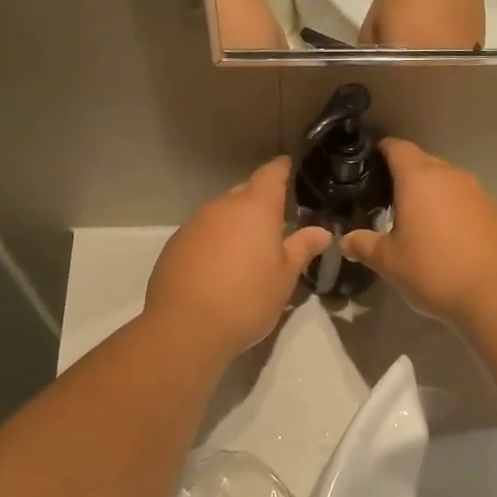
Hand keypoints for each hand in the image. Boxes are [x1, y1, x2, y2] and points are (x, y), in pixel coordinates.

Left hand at [145, 158, 331, 356]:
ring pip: (221, 215)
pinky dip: (214, 243)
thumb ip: (302, 248)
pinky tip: (219, 270)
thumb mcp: (285, 277)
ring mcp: (194, 225)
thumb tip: (322, 231)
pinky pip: (202, 234)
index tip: (290, 168)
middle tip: (276, 224)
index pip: (271, 174)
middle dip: (260, 203)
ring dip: (235, 226)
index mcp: (255, 208)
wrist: (186, 328)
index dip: (282, 169)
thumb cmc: (247, 299)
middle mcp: (222, 207)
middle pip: (244, 193)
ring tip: (248, 252)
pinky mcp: (174, 246)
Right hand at [340, 140, 496, 327]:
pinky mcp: (496, 212)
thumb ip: (364, 245)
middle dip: (405, 176)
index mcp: (420, 179)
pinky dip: (453, 211)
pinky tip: (447, 239)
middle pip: (423, 163)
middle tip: (387, 200)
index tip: (369, 163)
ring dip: (431, 195)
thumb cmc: (434, 270)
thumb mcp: (389, 262)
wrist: (496, 294)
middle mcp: (451, 176)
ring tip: (417, 222)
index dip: (381, 151)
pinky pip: (466, 201)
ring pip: (447, 182)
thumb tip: (346, 240)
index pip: (397, 148)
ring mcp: (478, 193)